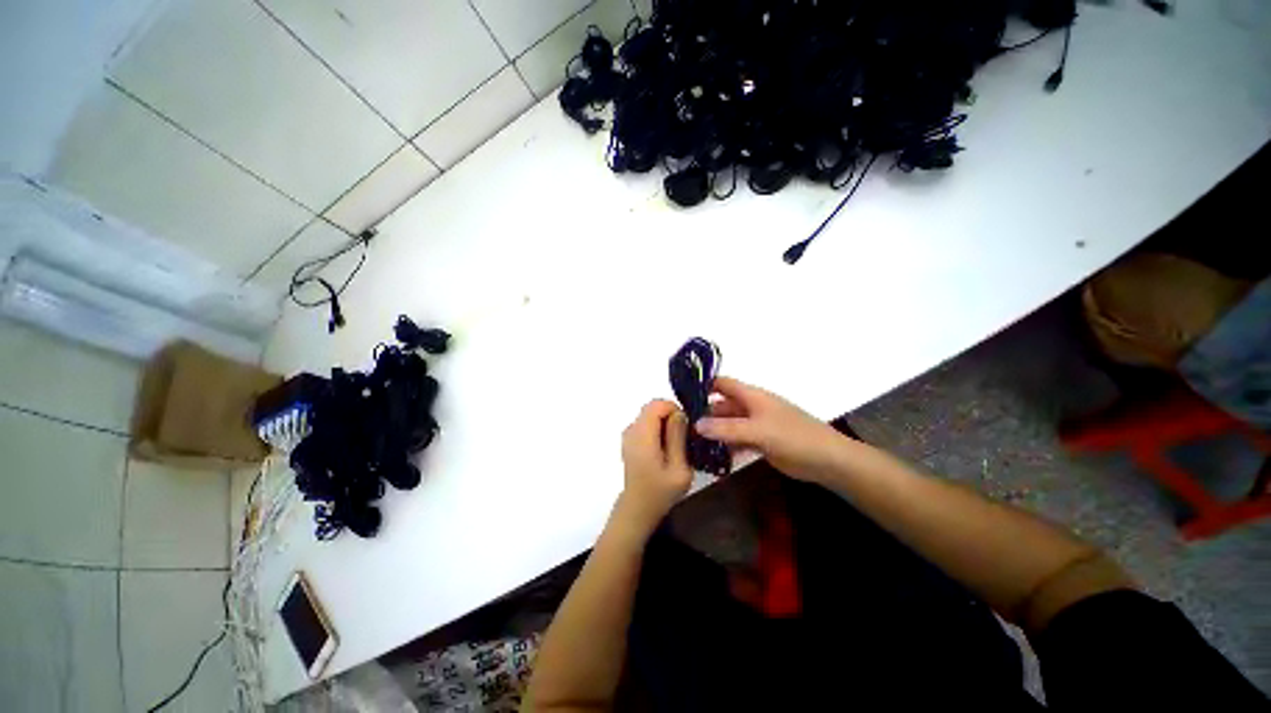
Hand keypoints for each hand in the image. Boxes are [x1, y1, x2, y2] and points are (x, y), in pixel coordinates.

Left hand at [615, 400, 692, 537]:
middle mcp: (631, 430)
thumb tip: (679, 413)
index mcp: (642, 435)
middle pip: (653, 408)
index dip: (674, 409)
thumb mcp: (679, 468)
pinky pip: (646, 424)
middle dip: (671, 416)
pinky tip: (664, 450)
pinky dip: (658, 430)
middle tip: (683, 438)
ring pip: (650, 415)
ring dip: (665, 424)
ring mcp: (629, 434)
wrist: (638, 509)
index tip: (686, 428)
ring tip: (675, 446)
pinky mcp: (630, 440)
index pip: (657, 404)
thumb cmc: (660, 492)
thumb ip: (677, 438)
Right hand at [695, 377, 844, 482]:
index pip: (722, 384)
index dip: (703, 386)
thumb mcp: (758, 431)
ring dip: (713, 432)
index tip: (682, 398)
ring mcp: (756, 425)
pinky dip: (726, 445)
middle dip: (704, 414)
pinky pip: (737, 439)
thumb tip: (696, 424)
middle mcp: (751, 407)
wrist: (828, 460)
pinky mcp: (761, 441)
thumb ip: (727, 428)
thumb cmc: (794, 437)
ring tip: (692, 445)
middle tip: (682, 429)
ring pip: (728, 424)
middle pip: (722, 406)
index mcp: (751, 396)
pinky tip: (713, 457)